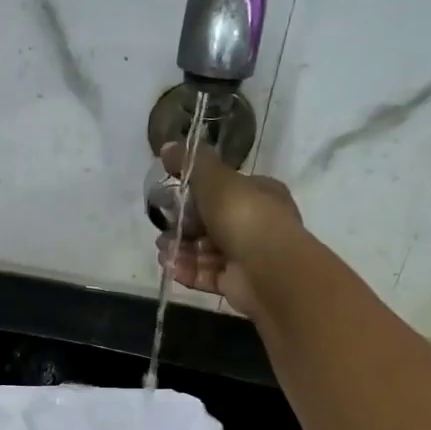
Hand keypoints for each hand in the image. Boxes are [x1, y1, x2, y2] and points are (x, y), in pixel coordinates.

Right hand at [154, 142, 303, 316]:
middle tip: (161, 228)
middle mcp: (255, 223)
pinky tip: (170, 268)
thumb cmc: (244, 216)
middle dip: (183, 226)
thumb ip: (191, 162)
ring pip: (207, 251)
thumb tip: (167, 146)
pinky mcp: (237, 283)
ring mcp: (247, 256)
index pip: (223, 190)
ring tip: (162, 250)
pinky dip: (189, 270)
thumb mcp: (215, 179)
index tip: (170, 198)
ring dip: (182, 249)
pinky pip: (208, 274)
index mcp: (259, 194)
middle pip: (211, 222)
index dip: (196, 193)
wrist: (269, 270)